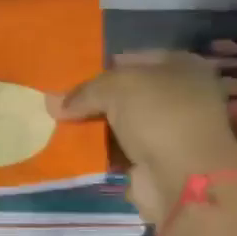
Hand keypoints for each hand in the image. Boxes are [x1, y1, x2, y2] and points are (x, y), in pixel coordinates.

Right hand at [51, 51, 236, 222]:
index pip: (133, 59)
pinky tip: (72, 148)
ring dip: (93, 127)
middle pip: (126, 93)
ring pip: (120, 123)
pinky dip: (98, 152)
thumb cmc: (159, 115)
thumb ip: (84, 91)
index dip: (102, 66)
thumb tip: (52, 103)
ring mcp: (168, 132)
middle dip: (94, 99)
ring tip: (57, 124)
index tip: (70, 76)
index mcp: (181, 66)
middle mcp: (178, 96)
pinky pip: (118, 151)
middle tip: (58, 103)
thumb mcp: (117, 86)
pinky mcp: (155, 162)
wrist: (184, 177)